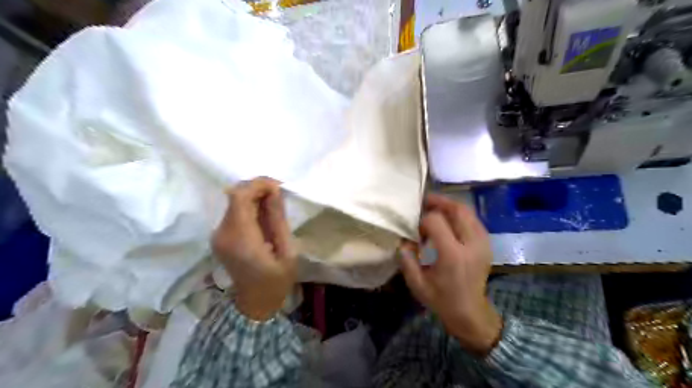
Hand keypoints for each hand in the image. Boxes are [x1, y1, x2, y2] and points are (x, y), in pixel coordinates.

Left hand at [213, 177, 294, 320]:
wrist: (255, 302)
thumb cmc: (277, 280)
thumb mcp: (287, 250)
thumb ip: (277, 219)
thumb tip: (274, 191)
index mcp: (240, 239)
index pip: (240, 197)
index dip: (257, 185)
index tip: (278, 186)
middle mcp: (223, 233)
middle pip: (235, 196)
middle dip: (257, 189)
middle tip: (279, 194)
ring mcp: (218, 235)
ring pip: (233, 201)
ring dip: (253, 196)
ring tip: (274, 204)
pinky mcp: (219, 236)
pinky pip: (233, 211)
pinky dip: (249, 206)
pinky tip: (263, 214)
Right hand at [401, 192, 503, 353]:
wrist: (470, 312)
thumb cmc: (441, 299)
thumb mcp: (417, 283)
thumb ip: (407, 258)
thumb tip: (404, 239)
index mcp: (452, 255)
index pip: (436, 221)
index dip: (422, 220)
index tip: (416, 230)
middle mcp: (471, 244)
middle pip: (457, 210)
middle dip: (439, 202)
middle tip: (424, 201)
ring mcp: (483, 243)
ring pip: (468, 212)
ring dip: (450, 206)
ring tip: (435, 207)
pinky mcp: (487, 244)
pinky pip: (474, 219)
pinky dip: (460, 215)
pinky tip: (449, 219)